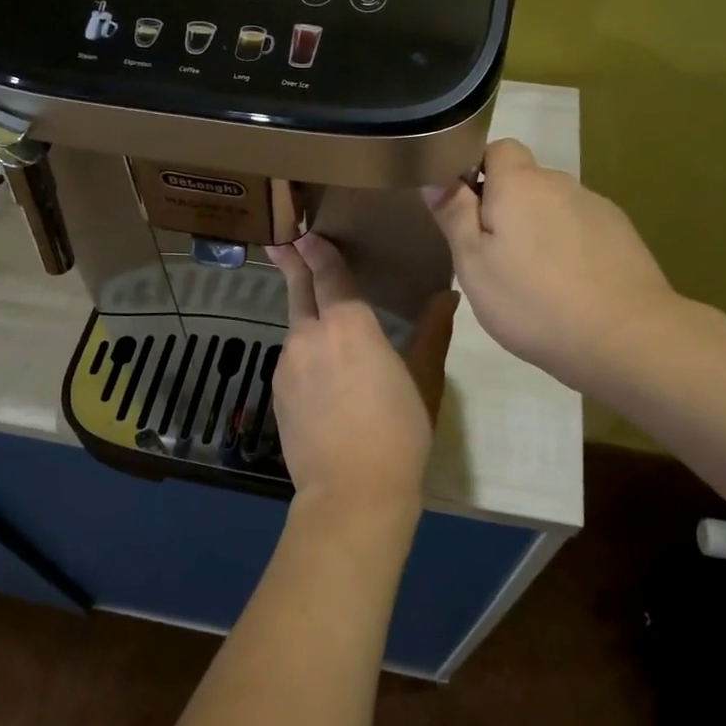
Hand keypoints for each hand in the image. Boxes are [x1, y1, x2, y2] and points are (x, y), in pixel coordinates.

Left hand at [267, 234, 455, 536]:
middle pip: (299, 290)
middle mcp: (310, 335)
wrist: (352, 494)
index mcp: (349, 325)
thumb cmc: (399, 433)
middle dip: (293, 263)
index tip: (307, 231)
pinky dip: (303, 349)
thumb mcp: (424, 380)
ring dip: (303, 312)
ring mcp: (287, 363)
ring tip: (315, 310)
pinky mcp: (277, 391)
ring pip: (295, 325)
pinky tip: (318, 367)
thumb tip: (448, 295)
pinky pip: (291, 357)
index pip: (330, 274)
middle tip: (283, 242)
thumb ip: (432, 332)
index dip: (319, 251)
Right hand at [424, 139, 681, 393]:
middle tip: (493, 256)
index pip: (497, 148)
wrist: (625, 336)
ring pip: (553, 208)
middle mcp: (561, 184)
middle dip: (506, 207)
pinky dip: (567, 247)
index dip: (477, 170)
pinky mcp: (622, 235)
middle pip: (525, 181)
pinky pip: (580, 229)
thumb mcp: (473, 263)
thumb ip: (454, 215)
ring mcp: (596, 208)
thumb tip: (435, 177)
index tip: (466, 211)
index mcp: (520, 184)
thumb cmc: (532, 300)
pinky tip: (567, 287)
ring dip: (538, 229)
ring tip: (532, 279)